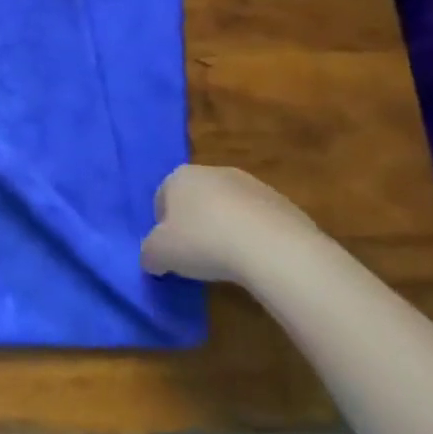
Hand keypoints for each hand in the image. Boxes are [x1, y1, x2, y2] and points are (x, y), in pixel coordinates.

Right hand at [140, 165, 319, 281]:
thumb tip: (152, 259)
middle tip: (198, 255)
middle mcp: (214, 172)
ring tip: (231, 261)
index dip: (163, 226)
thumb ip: (149, 253)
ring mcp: (252, 185)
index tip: (171, 250)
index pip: (162, 198)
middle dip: (196, 223)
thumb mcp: (160, 254)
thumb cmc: (204, 243)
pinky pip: (259, 221)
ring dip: (227, 229)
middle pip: (197, 199)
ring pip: (230, 209)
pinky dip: (256, 237)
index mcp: (180, 177)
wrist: (275, 250)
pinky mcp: (284, 203)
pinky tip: (258, 260)